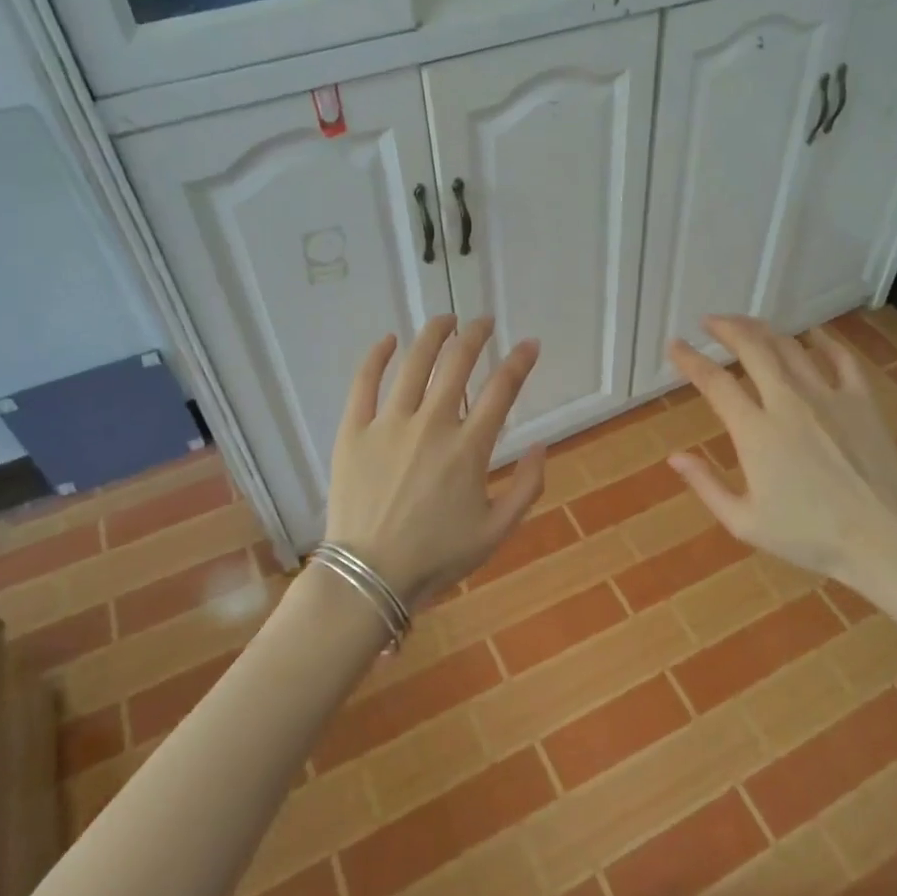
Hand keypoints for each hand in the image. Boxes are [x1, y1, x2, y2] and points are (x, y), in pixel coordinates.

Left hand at [324, 316, 544, 606]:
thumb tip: (541, 446)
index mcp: (468, 448)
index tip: (530, 344)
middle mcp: (432, 424)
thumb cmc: (437, 556)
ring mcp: (389, 424)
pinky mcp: (354, 431)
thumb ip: (527, 487)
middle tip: (484, 322)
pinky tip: (388, 340)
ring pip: (414, 364)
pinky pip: (364, 383)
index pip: (501, 390)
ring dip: (433, 335)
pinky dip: (377, 356)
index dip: (520, 361)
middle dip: (476, 335)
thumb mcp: (497, 531)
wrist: (370, 575)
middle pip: (457, 364)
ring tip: (446, 320)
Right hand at [665, 316, 896, 582]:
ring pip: (790, 347)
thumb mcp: (744, 522)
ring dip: (764, 330)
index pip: (715, 382)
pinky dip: (823, 341)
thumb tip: (675, 457)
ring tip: (748, 325)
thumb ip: (706, 485)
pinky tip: (812, 334)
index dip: (690, 360)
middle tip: (711, 321)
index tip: (675, 345)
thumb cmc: (809, 536)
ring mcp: (828, 396)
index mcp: (755, 432)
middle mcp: (788, 402)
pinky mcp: (861, 401)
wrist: (884, 539)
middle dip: (726, 328)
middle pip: (752, 348)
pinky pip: (840, 358)